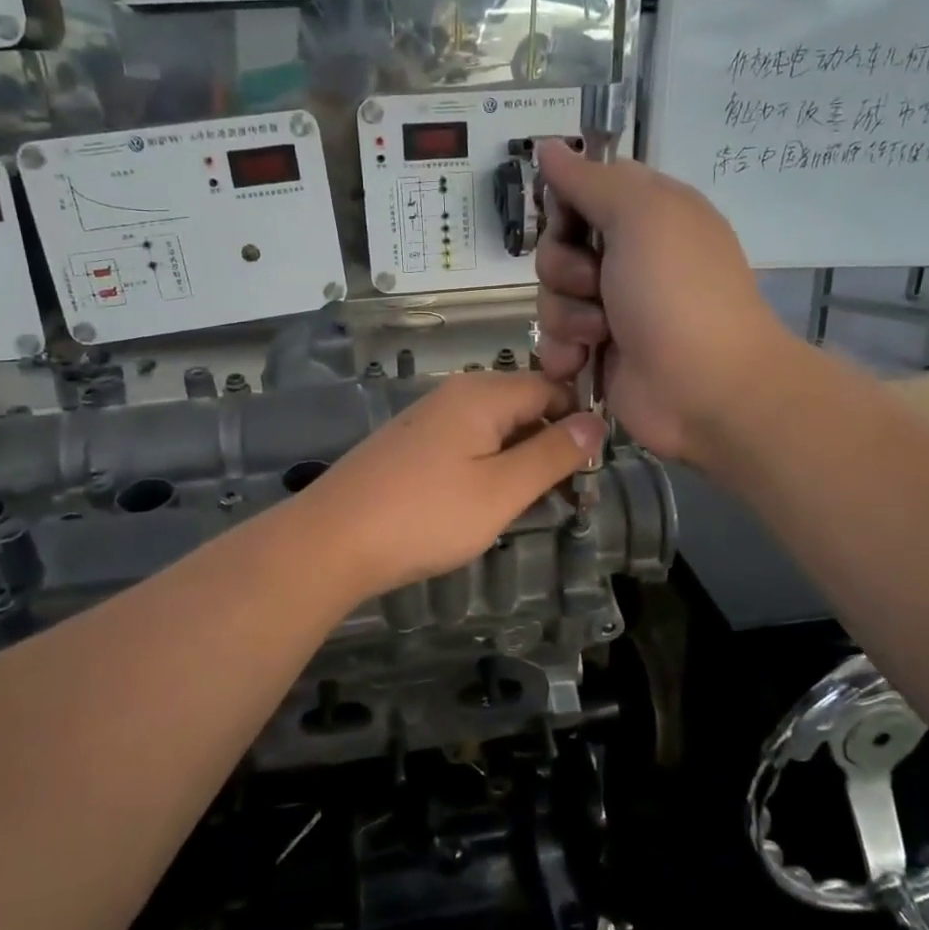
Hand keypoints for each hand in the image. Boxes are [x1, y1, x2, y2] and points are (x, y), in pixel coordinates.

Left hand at [299, 372, 607, 598]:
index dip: (578, 422)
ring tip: (529, 507)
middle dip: (550, 446)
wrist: (331, 541)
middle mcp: (454, 395)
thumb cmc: (425, 516)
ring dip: (519, 463)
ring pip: (493, 430)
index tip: (593, 469)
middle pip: (522, 406)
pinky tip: (483, 505)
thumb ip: (552, 454)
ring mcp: (427, 419)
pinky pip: (464, 446)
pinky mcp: (409, 446)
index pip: (552, 388)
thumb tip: (597, 422)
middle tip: (569, 498)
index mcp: (482, 394)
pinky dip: (486, 469)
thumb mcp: (501, 490)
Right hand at [533, 141, 792, 470]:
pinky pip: (552, 340)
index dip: (566, 208)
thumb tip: (549, 146)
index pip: (582, 192)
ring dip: (567, 315)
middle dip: (564, 268)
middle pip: (556, 246)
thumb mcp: (641, 215)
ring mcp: (611, 309)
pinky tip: (583, 361)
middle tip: (596, 284)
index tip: (572, 223)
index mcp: (647, 214)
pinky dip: (563, 351)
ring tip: (601, 333)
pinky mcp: (597, 352)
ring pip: (549, 296)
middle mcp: (627, 257)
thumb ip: (590, 180)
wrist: (705, 388)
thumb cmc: (677, 292)